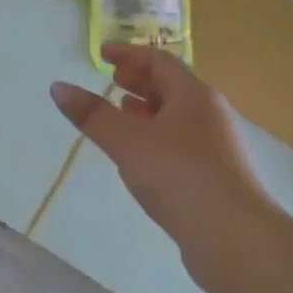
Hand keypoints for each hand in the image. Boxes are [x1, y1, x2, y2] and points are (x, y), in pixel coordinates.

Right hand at [51, 45, 273, 261]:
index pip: (159, 61)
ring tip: (121, 111)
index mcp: (193, 95)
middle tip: (111, 78)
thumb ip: (93, 115)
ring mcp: (214, 147)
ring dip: (147, 109)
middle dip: (140, 80)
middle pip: (171, 87)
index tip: (102, 54)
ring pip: (176, 117)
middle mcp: (208, 115)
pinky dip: (155, 137)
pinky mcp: (212, 177)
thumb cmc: (180, 176)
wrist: (234, 238)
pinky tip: (140, 156)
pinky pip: (179, 143)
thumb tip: (58, 87)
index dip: (128, 54)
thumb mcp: (128, 141)